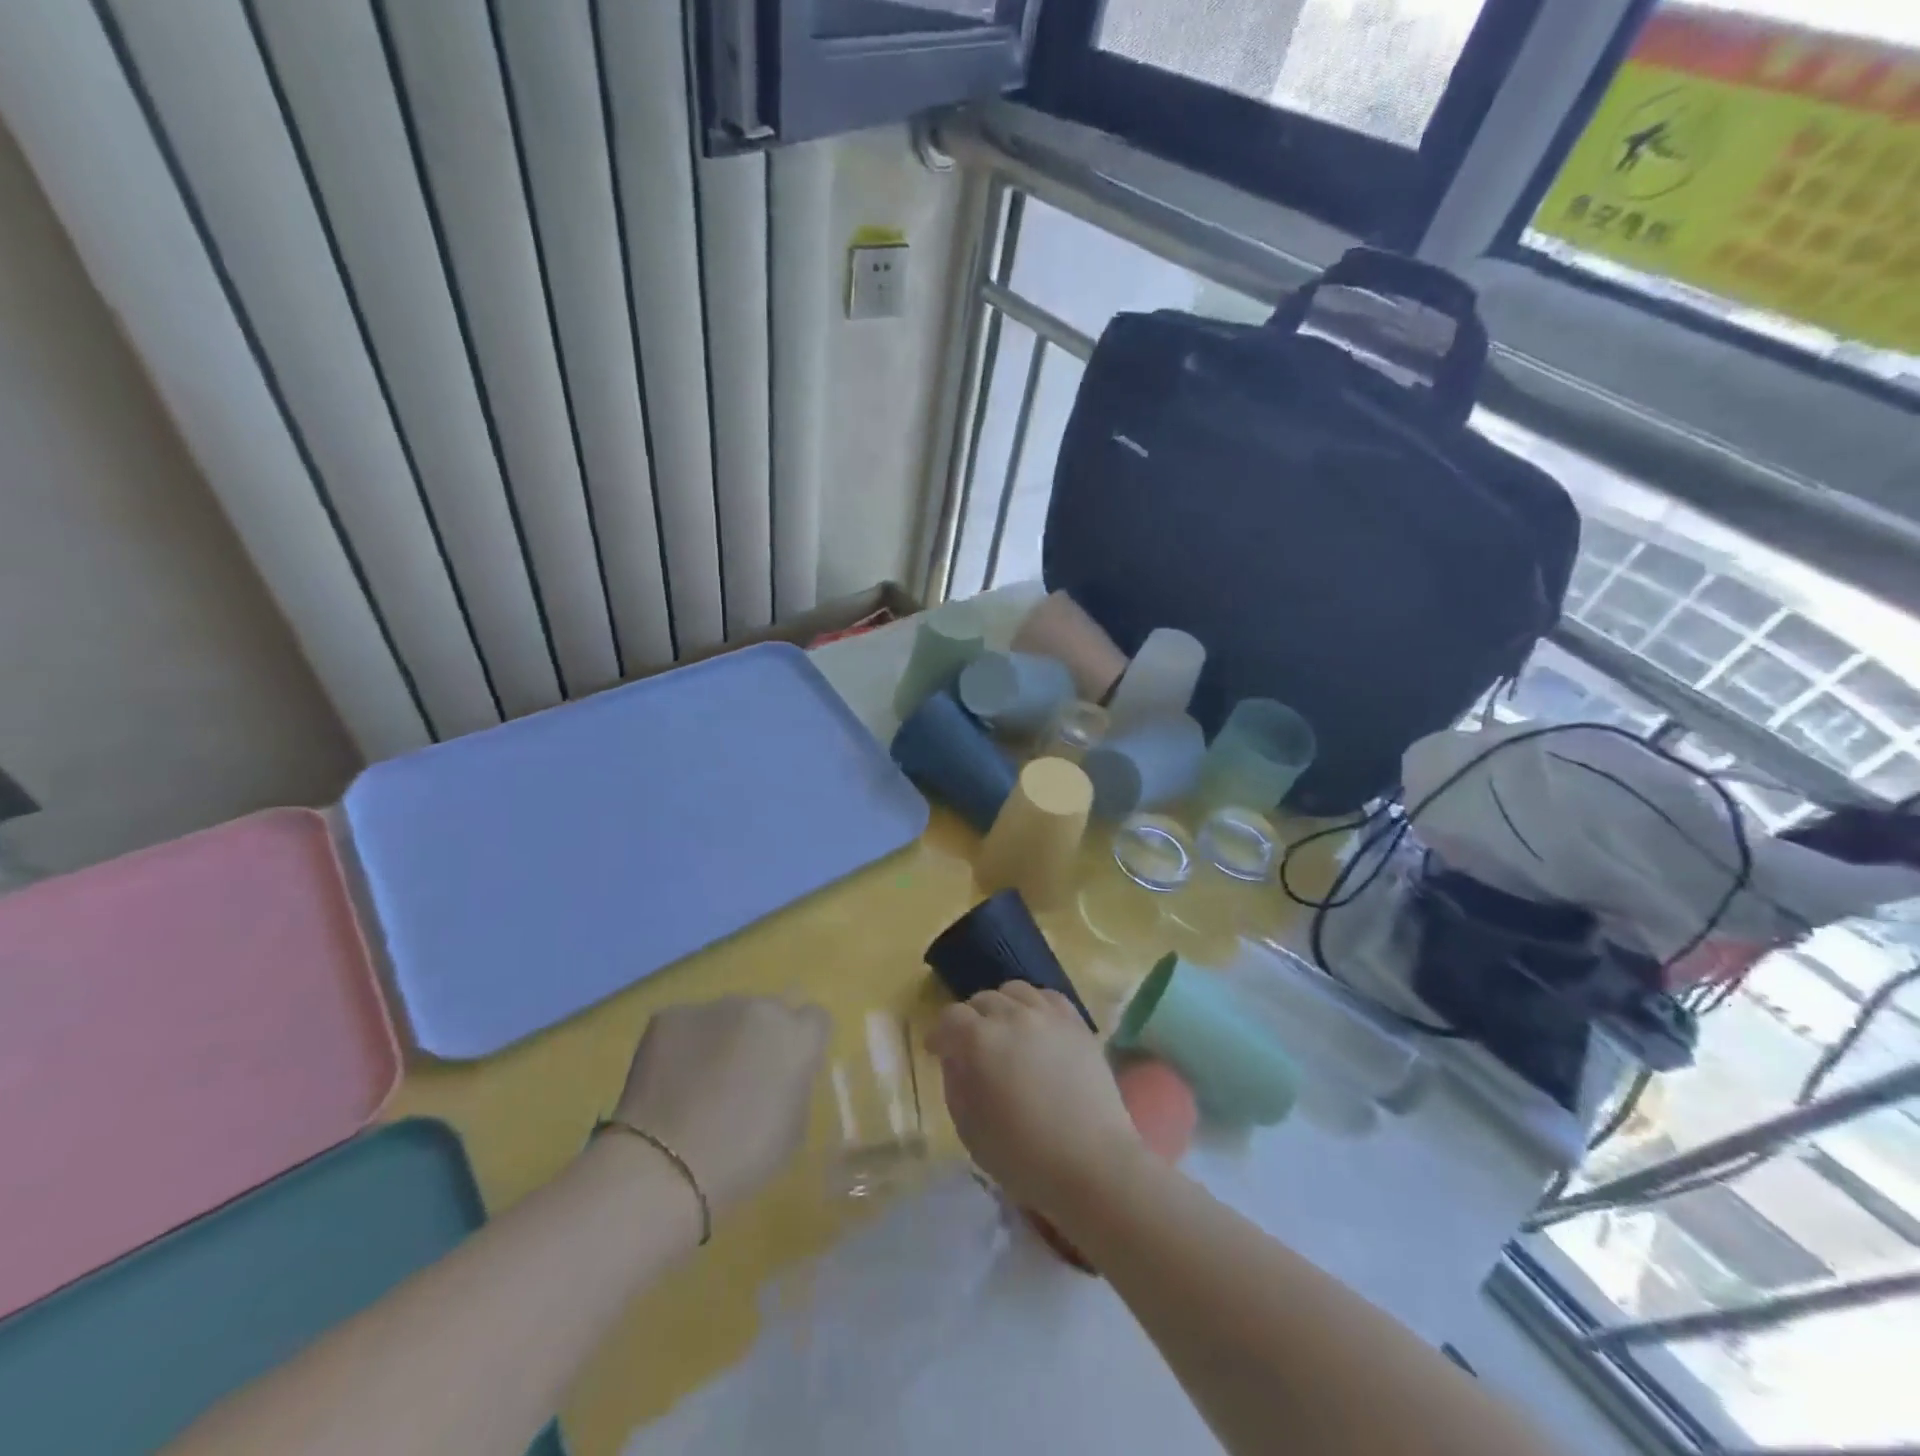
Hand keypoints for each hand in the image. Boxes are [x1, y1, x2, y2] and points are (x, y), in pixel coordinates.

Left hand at [613, 997, 829, 1214]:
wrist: (664, 1166)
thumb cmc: (741, 1159)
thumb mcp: (793, 1128)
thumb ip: (796, 1084)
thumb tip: (784, 1072)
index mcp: (798, 1037)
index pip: (815, 1018)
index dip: (801, 1042)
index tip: (787, 1068)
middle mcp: (761, 1009)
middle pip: (769, 1013)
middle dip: (760, 1037)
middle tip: (741, 1077)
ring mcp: (713, 1007)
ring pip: (725, 1016)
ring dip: (722, 1038)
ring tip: (698, 1081)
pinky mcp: (670, 1016)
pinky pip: (686, 1025)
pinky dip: (682, 1045)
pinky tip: (669, 1081)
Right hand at [927, 982, 1142, 1216]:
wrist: (1093, 1166)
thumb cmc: (1024, 1158)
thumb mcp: (970, 1130)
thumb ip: (956, 1085)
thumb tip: (955, 1059)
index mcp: (981, 1041)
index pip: (951, 1018)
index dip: (940, 1034)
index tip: (937, 1051)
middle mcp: (1013, 1016)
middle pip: (982, 1000)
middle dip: (970, 1021)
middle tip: (971, 1047)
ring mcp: (1049, 1015)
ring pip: (1015, 991)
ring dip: (1002, 1007)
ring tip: (1005, 1031)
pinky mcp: (1077, 1024)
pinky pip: (1048, 997)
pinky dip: (1034, 1005)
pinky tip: (1035, 1026)